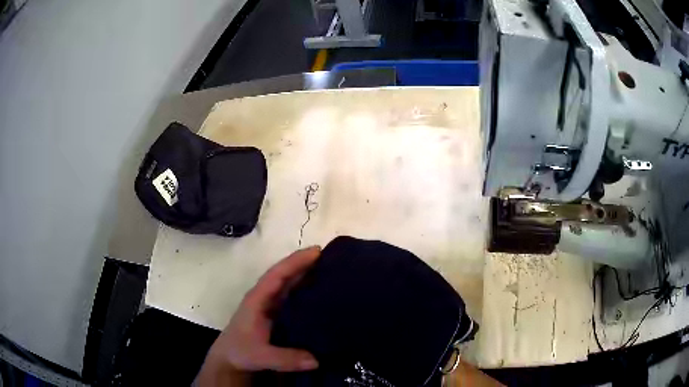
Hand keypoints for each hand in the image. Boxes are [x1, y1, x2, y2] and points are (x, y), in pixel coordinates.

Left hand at [196, 246, 320, 385]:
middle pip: (286, 275)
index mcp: (258, 299)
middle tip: (333, 257)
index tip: (316, 251)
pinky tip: (323, 295)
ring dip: (307, 276)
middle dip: (305, 264)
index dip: (295, 262)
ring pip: (290, 285)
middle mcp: (265, 298)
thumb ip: (285, 359)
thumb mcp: (260, 356)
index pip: (277, 275)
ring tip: (332, 271)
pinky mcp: (277, 315)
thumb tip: (317, 360)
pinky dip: (307, 292)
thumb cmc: (240, 352)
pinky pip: (294, 299)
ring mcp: (271, 306)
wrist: (229, 359)